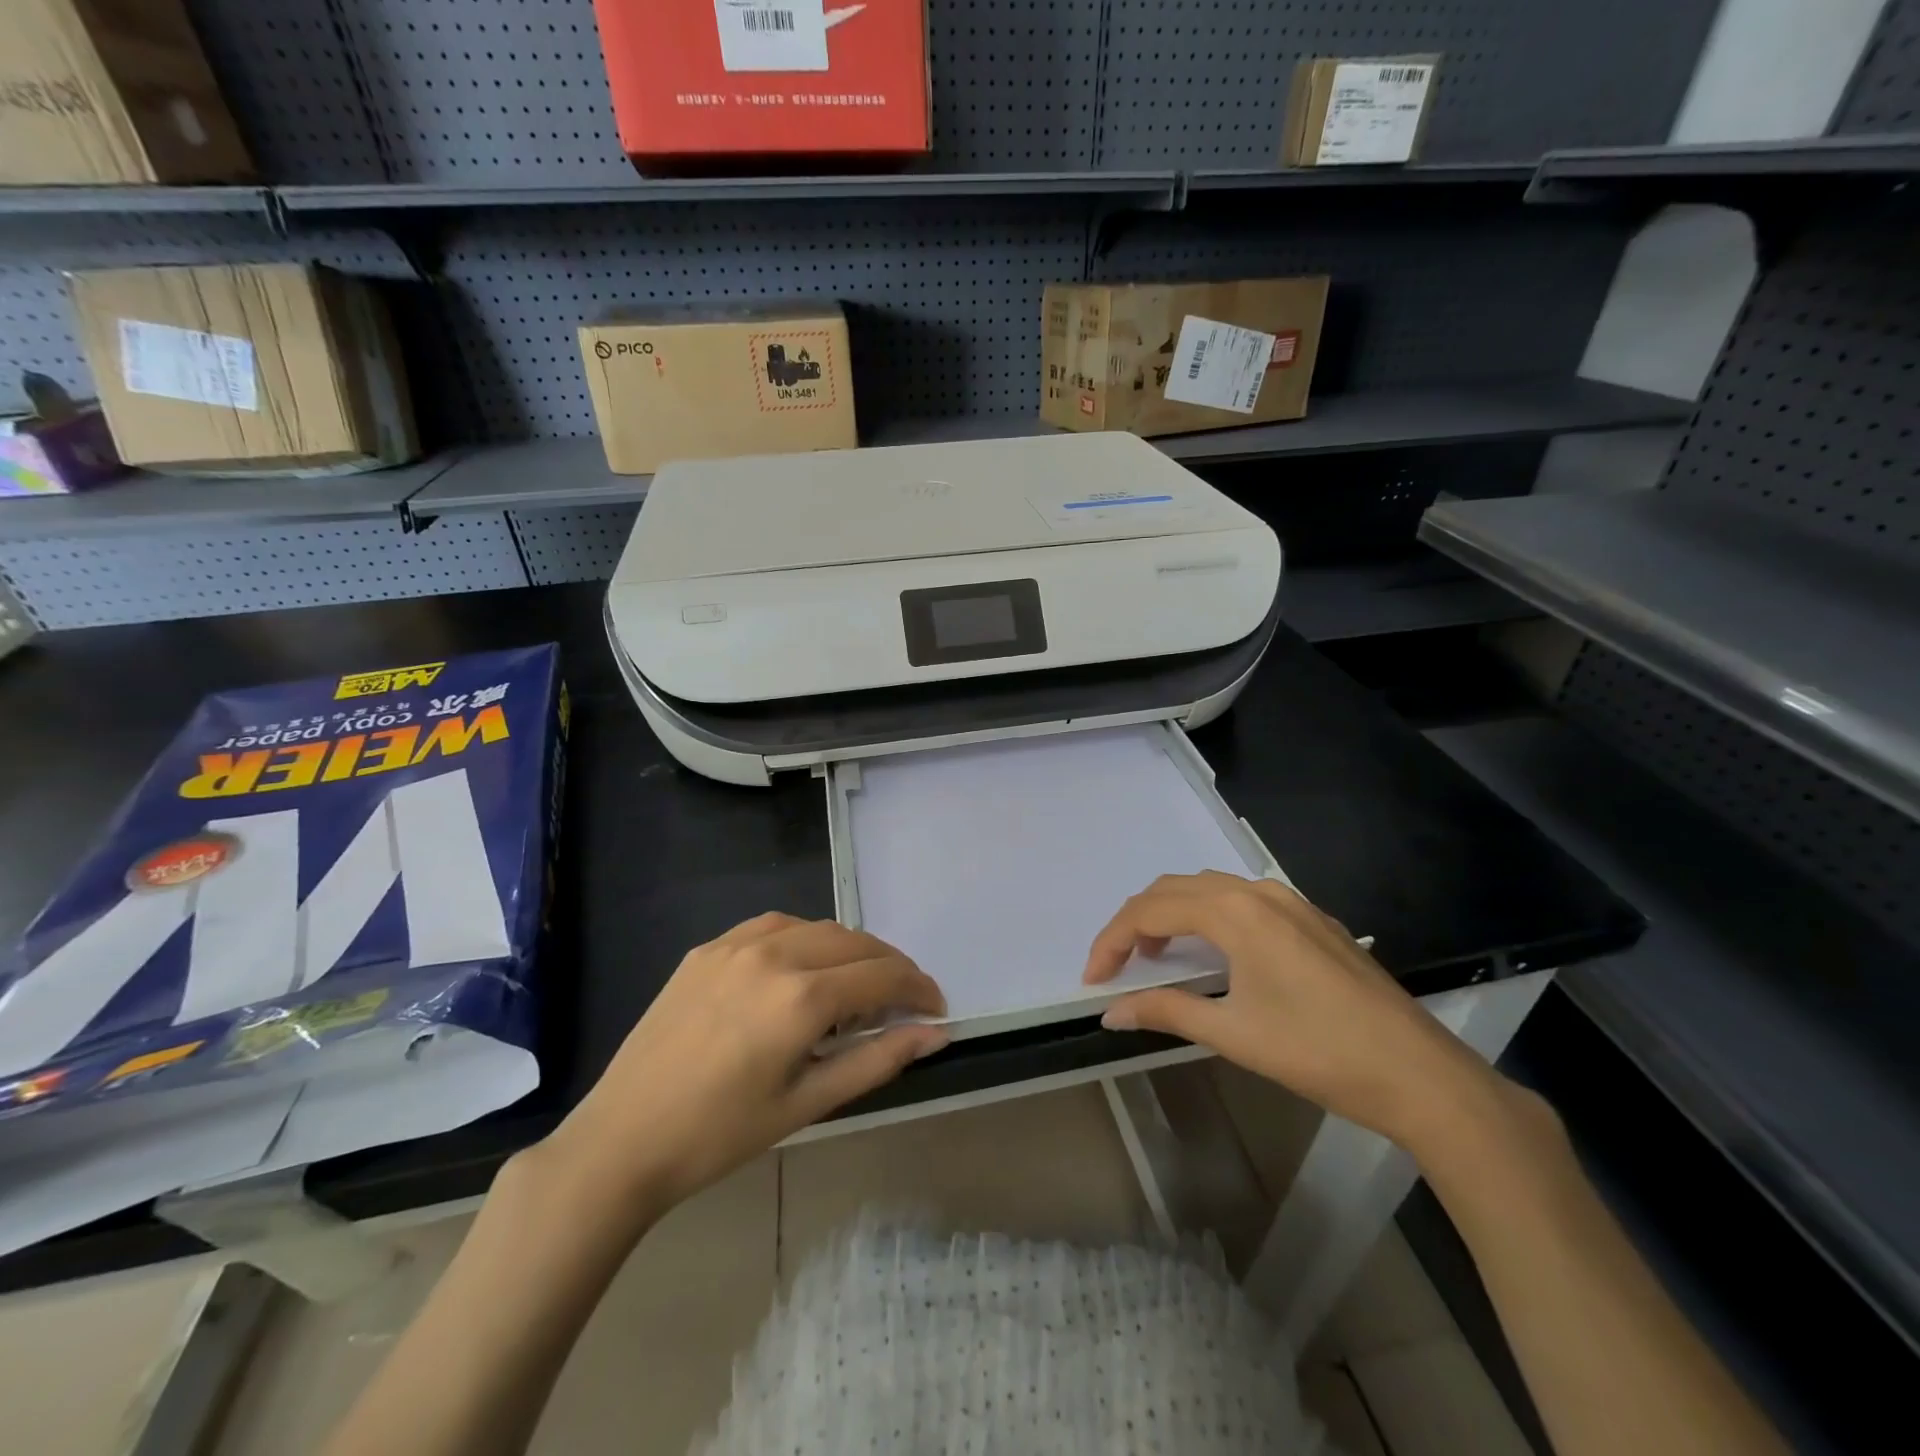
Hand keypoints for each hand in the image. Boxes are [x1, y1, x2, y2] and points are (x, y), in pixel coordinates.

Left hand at [540, 912, 947, 1222]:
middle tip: (903, 1001)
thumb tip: (935, 1034)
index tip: (935, 1009)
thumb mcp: (808, 1103)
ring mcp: (736, 943)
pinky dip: (804, 939)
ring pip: (818, 927)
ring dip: (849, 950)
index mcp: (801, 997)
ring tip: (856, 986)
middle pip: (856, 942)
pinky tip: (801, 969)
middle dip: (891, 967)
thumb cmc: (721, 1135)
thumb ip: (878, 1059)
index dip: (918, 989)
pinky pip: (774, 926)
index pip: (883, 975)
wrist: (622, 1140)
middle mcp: (775, 953)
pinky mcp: (708, 947)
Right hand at [1084, 871, 1511, 1153]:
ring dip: (1172, 914)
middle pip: (1174, 889)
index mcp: (1234, 911)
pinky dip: (1208, 916)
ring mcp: (1289, 901)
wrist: (1420, 1074)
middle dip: (1136, 923)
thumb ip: (1165, 1011)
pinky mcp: (1311, 919)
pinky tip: (1212, 953)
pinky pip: (1241, 900)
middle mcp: (1257, 891)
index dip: (1112, 941)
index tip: (1092, 979)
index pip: (1150, 911)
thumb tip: (1109, 1013)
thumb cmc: (1318, 1052)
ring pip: (1208, 889)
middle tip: (1117, 966)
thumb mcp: (1232, 1034)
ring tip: (1157, 956)